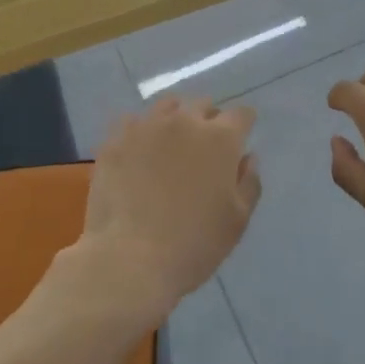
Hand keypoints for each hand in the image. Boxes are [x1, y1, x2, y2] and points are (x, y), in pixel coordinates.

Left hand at [81, 97, 260, 314]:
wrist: (130, 258)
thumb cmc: (194, 244)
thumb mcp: (237, 220)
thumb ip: (249, 182)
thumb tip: (247, 157)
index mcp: (220, 138)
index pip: (241, 115)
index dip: (244, 125)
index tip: (241, 138)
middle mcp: (184, 121)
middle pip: (202, 105)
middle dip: (209, 120)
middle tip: (206, 147)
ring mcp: (146, 127)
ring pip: (167, 106)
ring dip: (175, 118)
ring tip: (171, 142)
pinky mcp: (116, 140)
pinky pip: (132, 123)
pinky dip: (141, 132)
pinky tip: (139, 152)